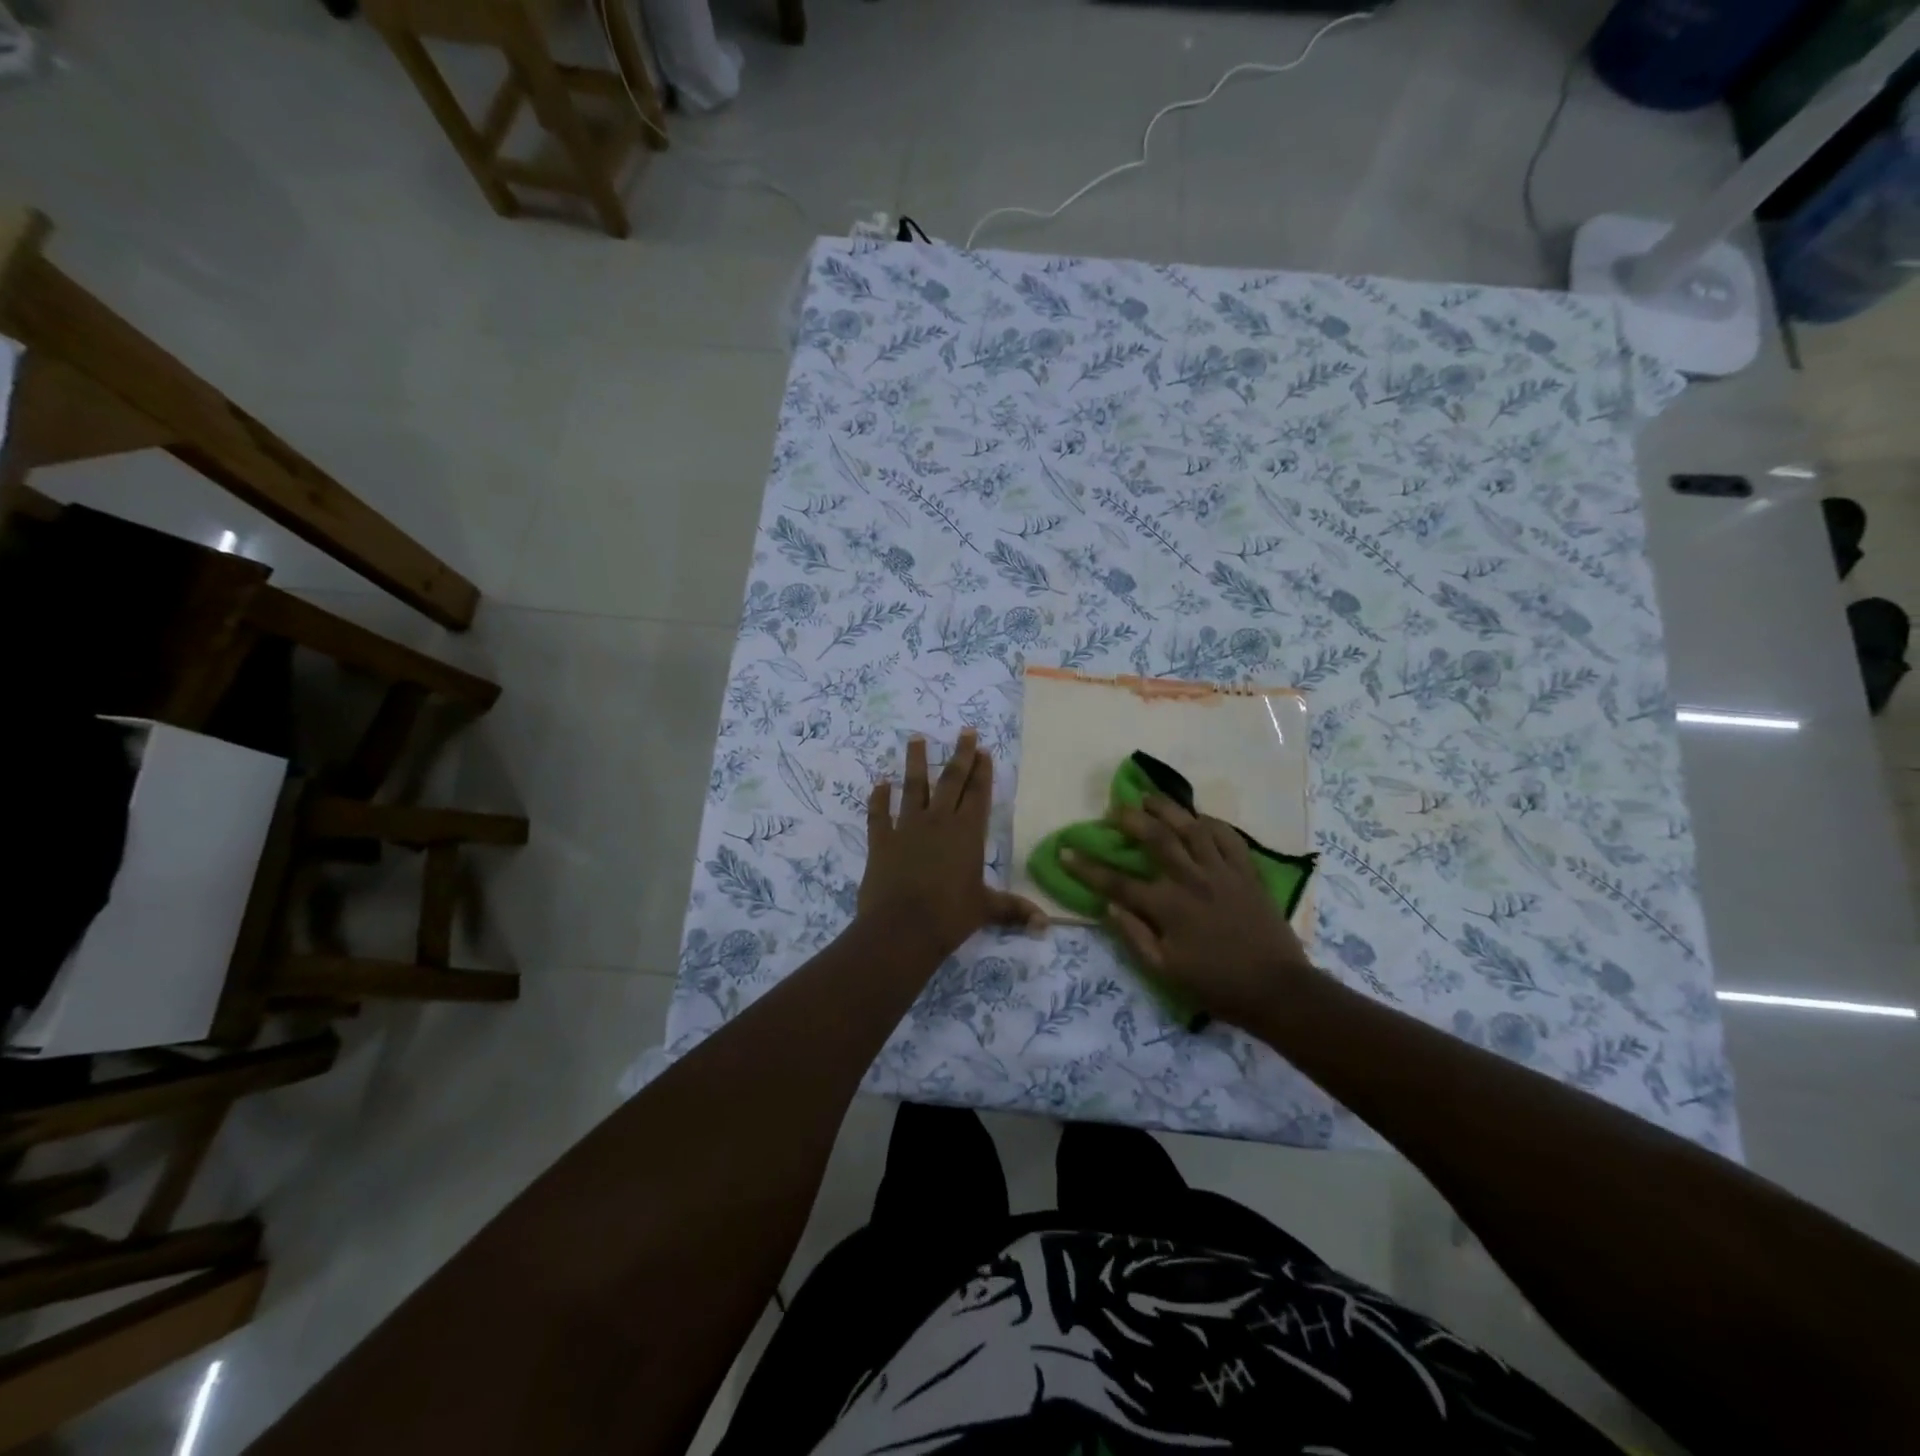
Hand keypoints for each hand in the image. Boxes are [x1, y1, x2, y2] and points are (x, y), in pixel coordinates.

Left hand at [858, 730, 1045, 962]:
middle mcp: (938, 821)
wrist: (902, 928)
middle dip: (960, 755)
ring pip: (913, 787)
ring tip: (916, 738)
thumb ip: (1014, 910)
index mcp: (967, 833)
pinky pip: (879, 814)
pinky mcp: (881, 841)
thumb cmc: (950, 916)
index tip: (983, 748)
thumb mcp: (986, 910)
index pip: (978, 794)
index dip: (982, 771)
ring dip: (915, 762)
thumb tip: (1047, 925)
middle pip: (951, 781)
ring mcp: (907, 828)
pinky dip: (878, 798)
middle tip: (964, 731)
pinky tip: (880, 783)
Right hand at [1062, 794, 1316, 1027]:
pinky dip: (1212, 823)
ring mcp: (1223, 872)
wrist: (1277, 990)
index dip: (1087, 867)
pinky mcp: (1247, 872)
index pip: (1117, 882)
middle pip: (1156, 839)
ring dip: (1168, 809)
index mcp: (1168, 908)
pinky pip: (1228, 837)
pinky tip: (1199, 817)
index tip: (1065, 851)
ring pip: (1192, 828)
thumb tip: (1109, 908)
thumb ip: (1135, 937)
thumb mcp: (1166, 972)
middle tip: (1114, 810)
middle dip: (1130, 820)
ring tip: (1150, 797)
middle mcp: (1192, 881)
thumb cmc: (1217, 985)